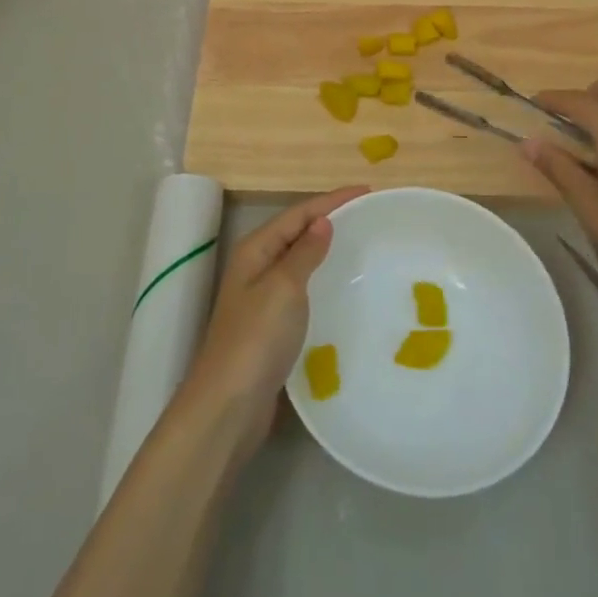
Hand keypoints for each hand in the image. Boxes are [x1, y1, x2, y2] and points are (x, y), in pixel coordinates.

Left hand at [178, 187, 366, 462]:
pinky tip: (343, 291)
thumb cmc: (257, 338)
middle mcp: (256, 267)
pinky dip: (322, 282)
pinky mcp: (271, 327)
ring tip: (361, 246)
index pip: (298, 213)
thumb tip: (322, 221)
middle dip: (330, 220)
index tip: (367, 191)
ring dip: (326, 251)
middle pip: (297, 233)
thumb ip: (304, 253)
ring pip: (299, 262)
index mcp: (255, 250)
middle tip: (368, 216)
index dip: (331, 200)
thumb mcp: (284, 287)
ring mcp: (262, 299)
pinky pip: (302, 291)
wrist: (229, 405)